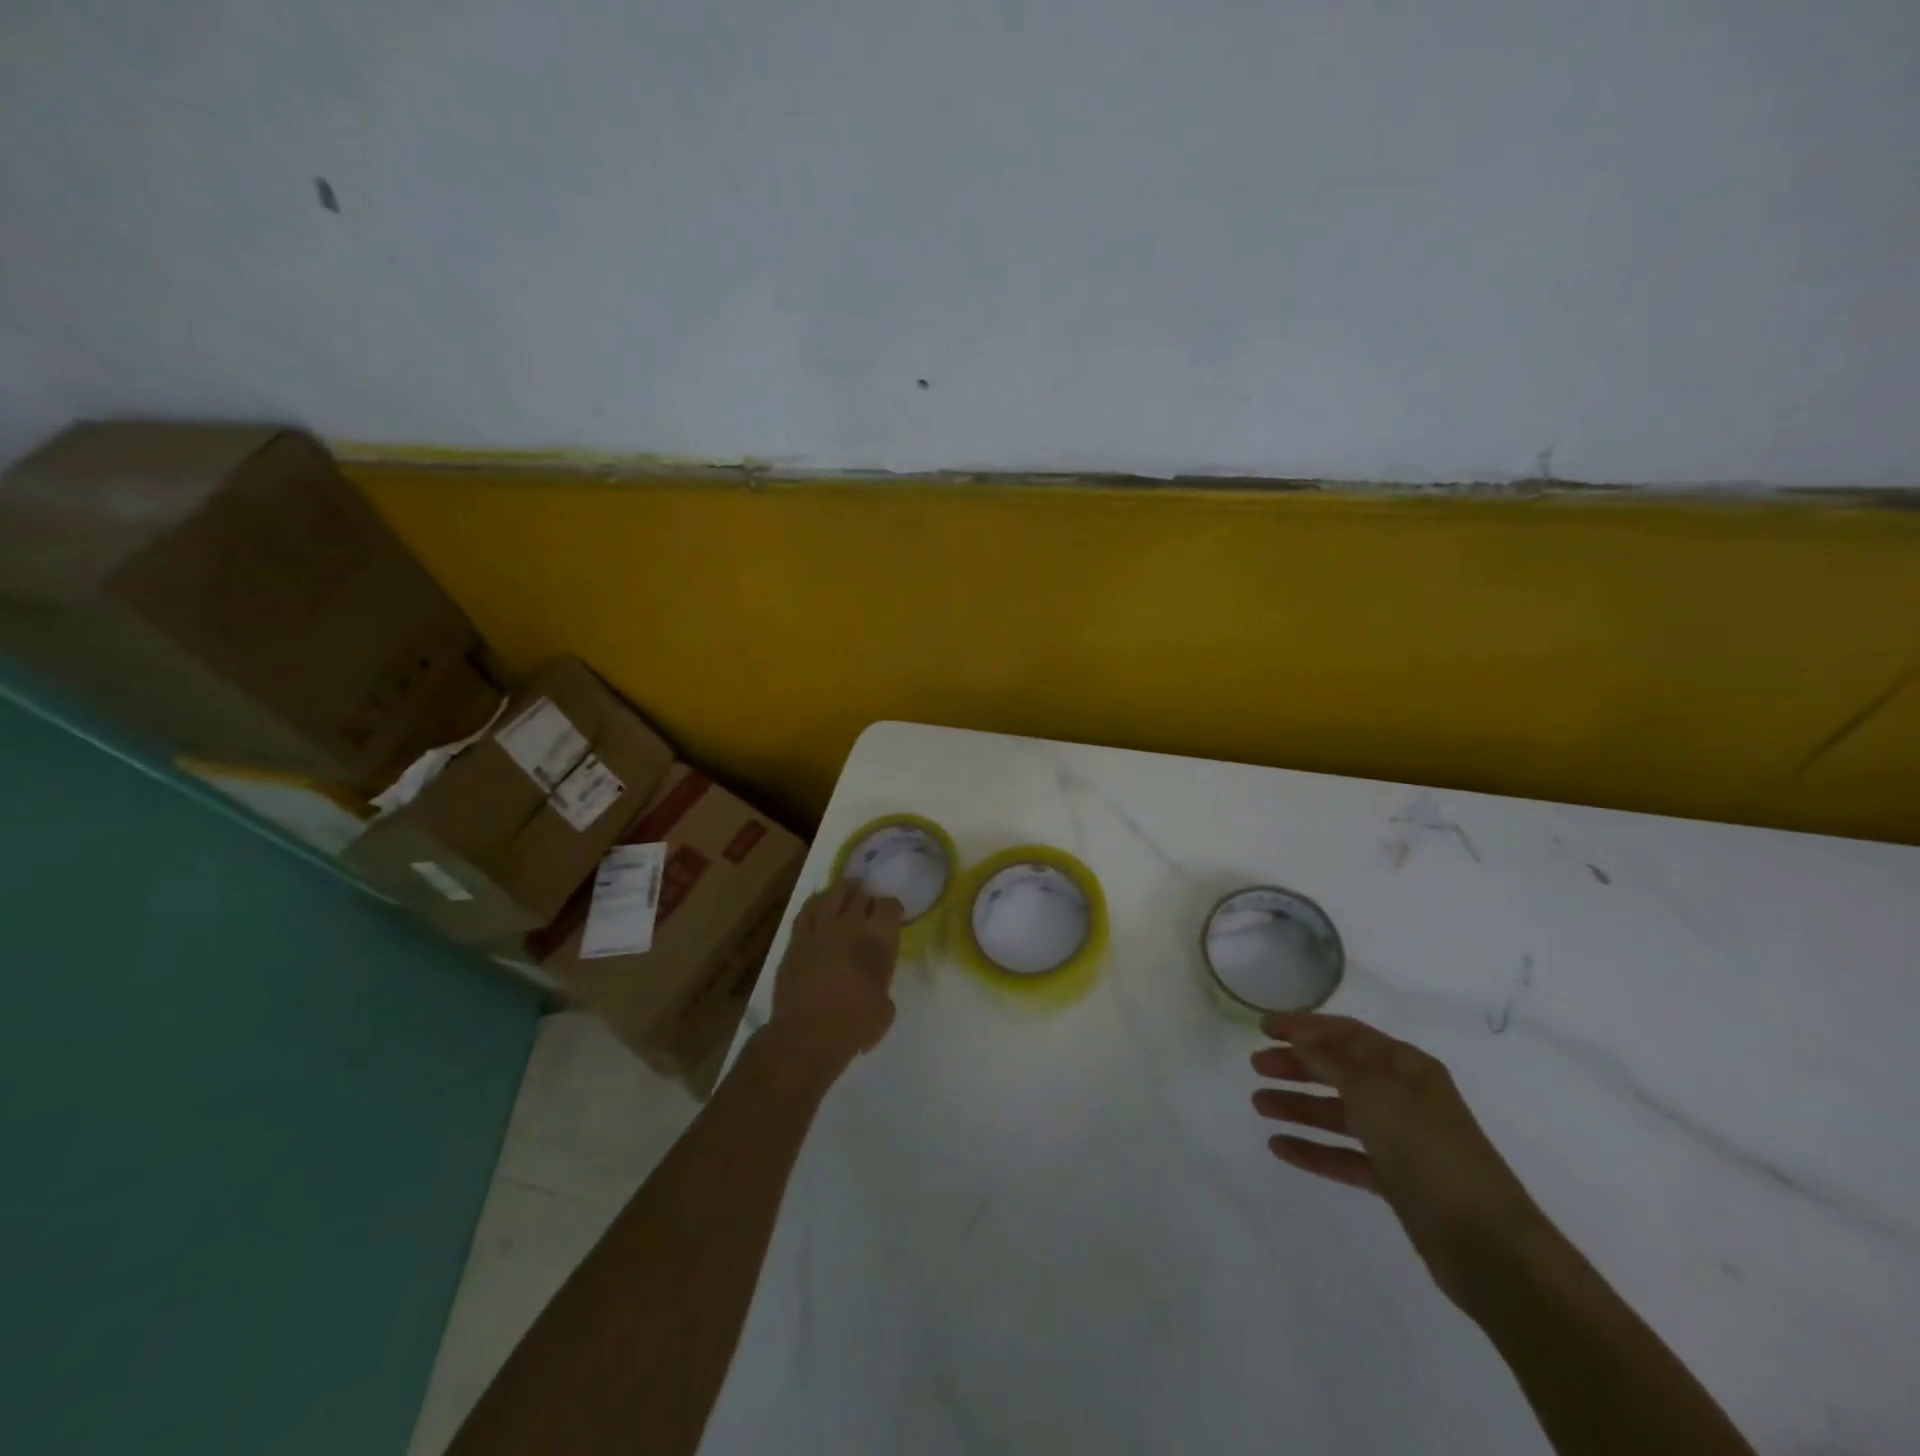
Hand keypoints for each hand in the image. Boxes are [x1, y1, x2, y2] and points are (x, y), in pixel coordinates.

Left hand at [765, 878, 902, 1079]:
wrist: (806, 1035)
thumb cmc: (854, 1025)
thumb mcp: (885, 1009)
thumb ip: (882, 984)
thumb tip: (873, 982)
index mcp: (878, 939)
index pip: (890, 905)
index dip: (893, 909)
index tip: (893, 918)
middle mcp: (850, 925)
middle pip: (861, 894)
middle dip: (867, 899)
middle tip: (868, 910)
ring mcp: (820, 928)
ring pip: (833, 893)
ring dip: (843, 893)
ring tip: (846, 897)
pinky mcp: (796, 939)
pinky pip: (807, 910)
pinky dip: (815, 905)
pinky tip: (819, 908)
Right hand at [1251, 1012, 1549, 1305]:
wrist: (1487, 1245)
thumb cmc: (1427, 1150)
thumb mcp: (1374, 1092)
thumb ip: (1331, 1060)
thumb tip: (1302, 1037)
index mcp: (1406, 1067)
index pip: (1346, 1033)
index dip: (1304, 1026)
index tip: (1263, 1027)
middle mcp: (1404, 1097)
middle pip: (1340, 1070)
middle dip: (1297, 1065)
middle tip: (1255, 1065)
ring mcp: (1400, 1140)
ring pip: (1338, 1113)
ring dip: (1299, 1105)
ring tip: (1258, 1104)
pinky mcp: (1396, 1181)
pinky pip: (1344, 1155)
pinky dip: (1313, 1149)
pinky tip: (1279, 1147)